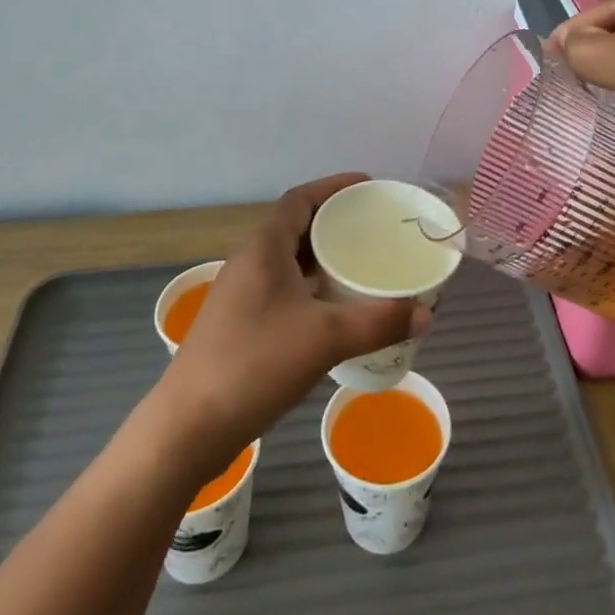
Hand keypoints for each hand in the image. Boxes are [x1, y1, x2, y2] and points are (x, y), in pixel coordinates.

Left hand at [155, 174, 425, 478]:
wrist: (188, 428)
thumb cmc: (254, 365)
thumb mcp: (325, 339)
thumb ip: (378, 322)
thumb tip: (426, 312)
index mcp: (263, 249)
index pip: (299, 198)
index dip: (333, 186)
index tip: (368, 187)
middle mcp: (249, 263)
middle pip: (295, 226)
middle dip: (334, 221)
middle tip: (373, 227)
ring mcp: (240, 295)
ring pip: (288, 260)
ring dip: (322, 256)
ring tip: (360, 263)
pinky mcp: (239, 324)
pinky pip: (282, 288)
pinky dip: (310, 286)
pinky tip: (332, 309)